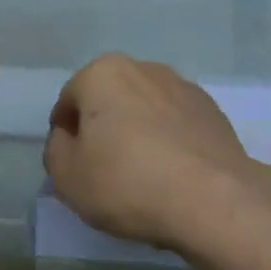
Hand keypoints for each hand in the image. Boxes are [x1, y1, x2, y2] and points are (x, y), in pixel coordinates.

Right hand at [45, 55, 270, 252]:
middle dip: (103, 129)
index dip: (65, 137)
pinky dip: (169, 143)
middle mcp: (144, 69)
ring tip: (142, 177)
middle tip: (104, 172)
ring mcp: (184, 88)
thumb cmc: (128, 183)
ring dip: (138, 134)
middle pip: (109, 101)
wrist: (214, 200)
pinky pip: (176, 126)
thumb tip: (69, 138)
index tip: (74, 167)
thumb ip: (56, 150)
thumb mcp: (67, 176)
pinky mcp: (213, 112)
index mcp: (103, 73)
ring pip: (145, 111)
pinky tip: (172, 176)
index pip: (69, 102)